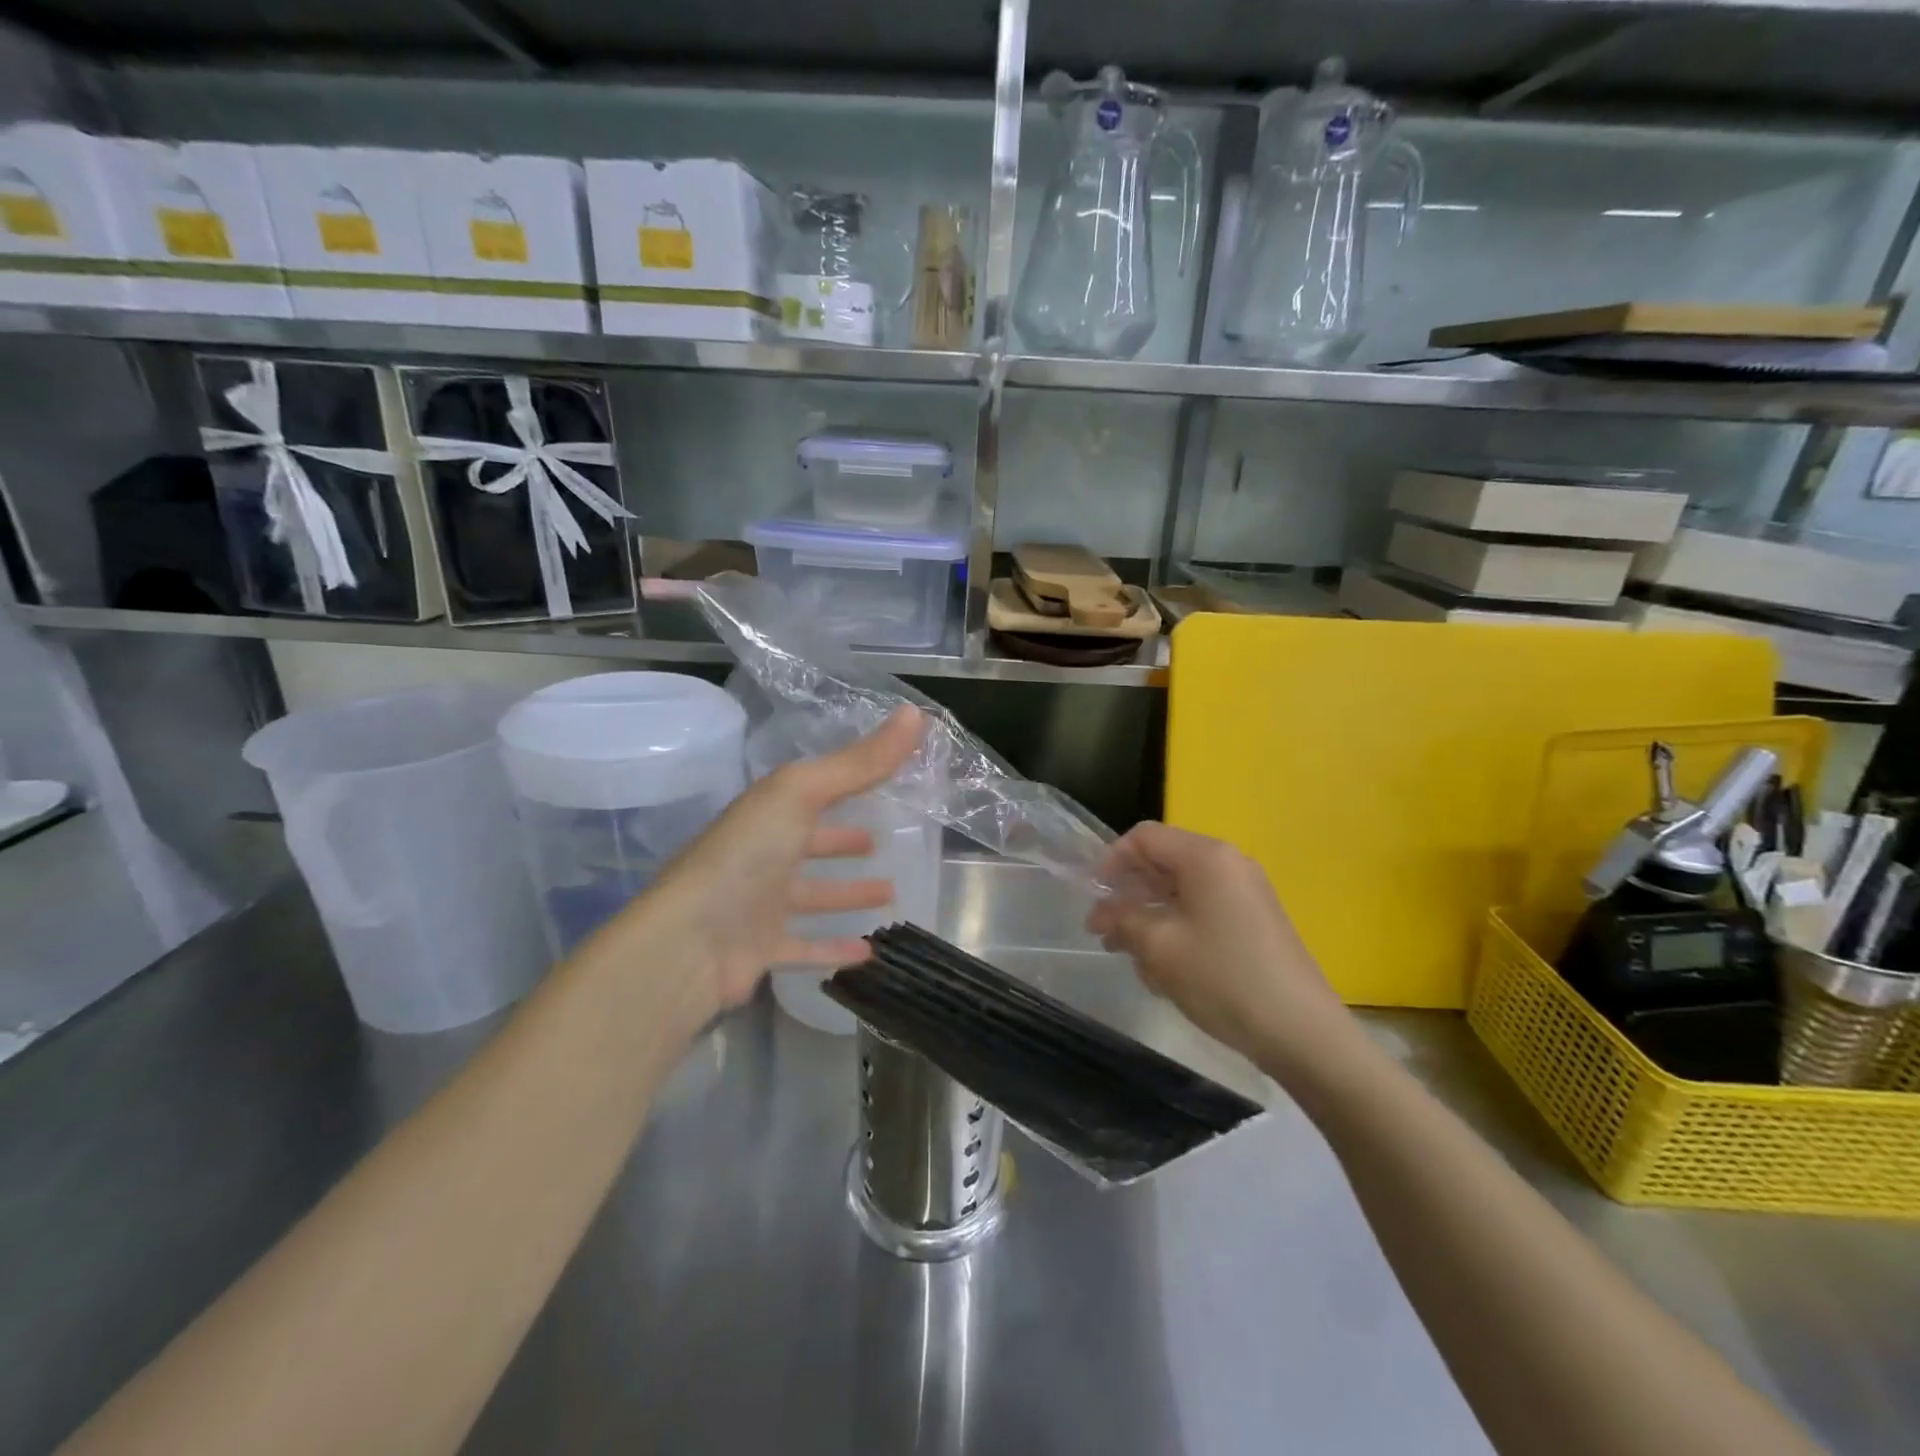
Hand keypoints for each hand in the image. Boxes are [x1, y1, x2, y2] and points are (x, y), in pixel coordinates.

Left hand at [633, 706, 925, 1016]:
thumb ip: (860, 762)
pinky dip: (834, 949)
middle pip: (809, 844)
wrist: (688, 943)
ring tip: (890, 893)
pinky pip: (804, 946)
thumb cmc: (746, 857)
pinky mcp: (760, 949)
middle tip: (880, 843)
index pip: (813, 792)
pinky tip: (868, 953)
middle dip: (843, 842)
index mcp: (768, 813)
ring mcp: (759, 904)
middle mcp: (761, 854)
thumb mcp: (803, 794)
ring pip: (811, 896)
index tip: (885, 782)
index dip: (847, 784)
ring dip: (847, 894)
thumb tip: (916, 713)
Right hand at [1087, 822, 1350, 1072]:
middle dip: (1129, 895)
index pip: (1144, 837)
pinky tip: (1167, 971)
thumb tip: (1100, 912)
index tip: (1093, 899)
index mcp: (1206, 856)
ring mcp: (1246, 893)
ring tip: (1133, 958)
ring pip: (1181, 891)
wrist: (1303, 1033)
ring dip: (1150, 917)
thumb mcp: (1159, 947)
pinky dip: (1177, 930)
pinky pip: (1203, 911)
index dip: (1110, 862)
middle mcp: (1228, 864)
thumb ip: (1121, 918)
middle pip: (1163, 862)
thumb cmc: (1223, 979)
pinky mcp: (1254, 922)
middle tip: (1106, 934)